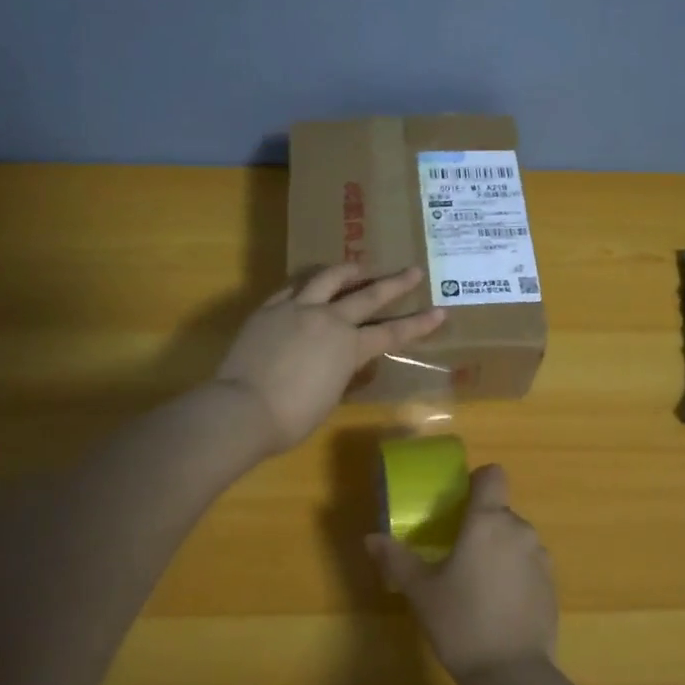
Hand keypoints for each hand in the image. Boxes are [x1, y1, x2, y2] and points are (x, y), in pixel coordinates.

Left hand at [216, 264, 445, 452]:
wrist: (243, 408)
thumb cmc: (292, 417)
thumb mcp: (329, 396)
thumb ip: (340, 371)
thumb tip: (340, 360)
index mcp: (349, 347)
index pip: (392, 332)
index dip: (418, 323)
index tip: (440, 311)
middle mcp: (328, 319)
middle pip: (368, 295)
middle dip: (394, 283)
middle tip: (412, 271)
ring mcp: (297, 309)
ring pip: (328, 279)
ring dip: (347, 271)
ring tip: (358, 266)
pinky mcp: (270, 309)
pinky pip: (293, 288)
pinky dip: (307, 284)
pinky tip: (309, 284)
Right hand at [365, 465, 557, 679]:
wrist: (513, 676)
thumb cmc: (461, 622)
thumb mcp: (421, 592)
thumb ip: (397, 560)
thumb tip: (371, 538)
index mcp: (488, 521)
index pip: (492, 475)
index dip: (476, 482)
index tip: (458, 504)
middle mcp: (519, 530)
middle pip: (500, 511)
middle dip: (480, 525)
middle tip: (455, 554)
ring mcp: (541, 558)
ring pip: (515, 539)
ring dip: (498, 551)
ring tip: (476, 585)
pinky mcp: (552, 586)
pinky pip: (529, 565)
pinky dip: (514, 575)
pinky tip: (497, 607)